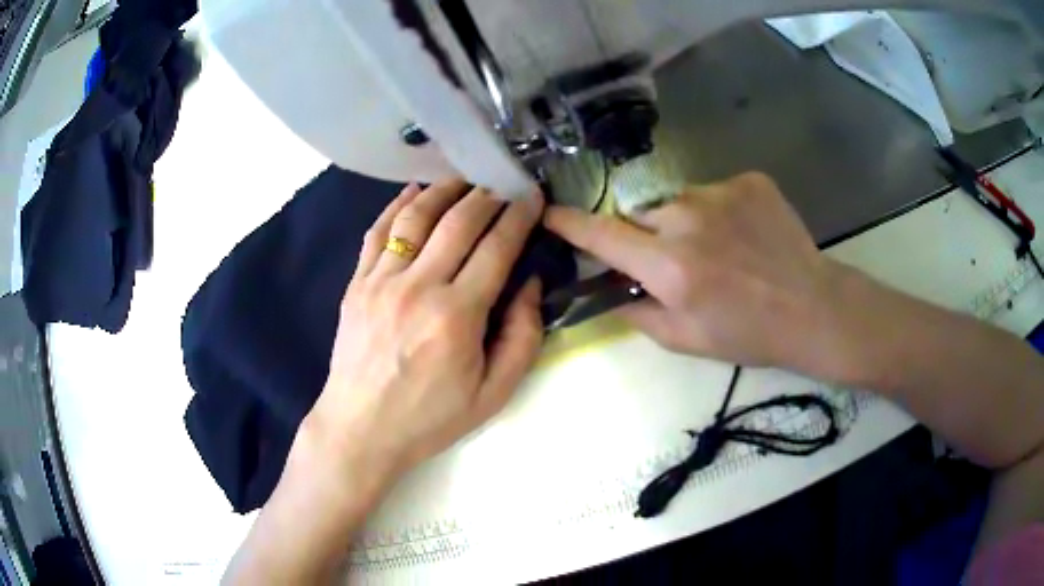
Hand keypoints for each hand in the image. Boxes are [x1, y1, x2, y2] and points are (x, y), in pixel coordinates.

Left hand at [305, 179, 544, 478]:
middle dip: (487, 195)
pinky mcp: (357, 283)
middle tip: (503, 184)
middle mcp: (418, 286)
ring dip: (444, 190)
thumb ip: (522, 337)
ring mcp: (381, 280)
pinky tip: (414, 193)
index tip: (532, 197)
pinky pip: (378, 231)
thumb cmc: (430, 417)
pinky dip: (397, 205)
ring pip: (416, 216)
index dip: (519, 216)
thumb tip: (529, 284)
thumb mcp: (494, 394)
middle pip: (458, 221)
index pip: (497, 248)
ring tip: (464, 180)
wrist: (361, 429)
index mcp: (457, 315)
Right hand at [545, 172, 841, 370]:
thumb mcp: (686, 340)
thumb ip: (638, 312)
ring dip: (684, 223)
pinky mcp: (748, 181)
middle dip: (645, 236)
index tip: (548, 213)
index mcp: (670, 266)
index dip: (570, 225)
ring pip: (678, 202)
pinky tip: (744, 235)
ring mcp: (721, 192)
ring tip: (720, 249)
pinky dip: (718, 212)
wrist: (813, 308)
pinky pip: (713, 192)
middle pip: (640, 214)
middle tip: (676, 263)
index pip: (602, 235)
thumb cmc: (750, 334)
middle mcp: (688, 218)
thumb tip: (611, 290)